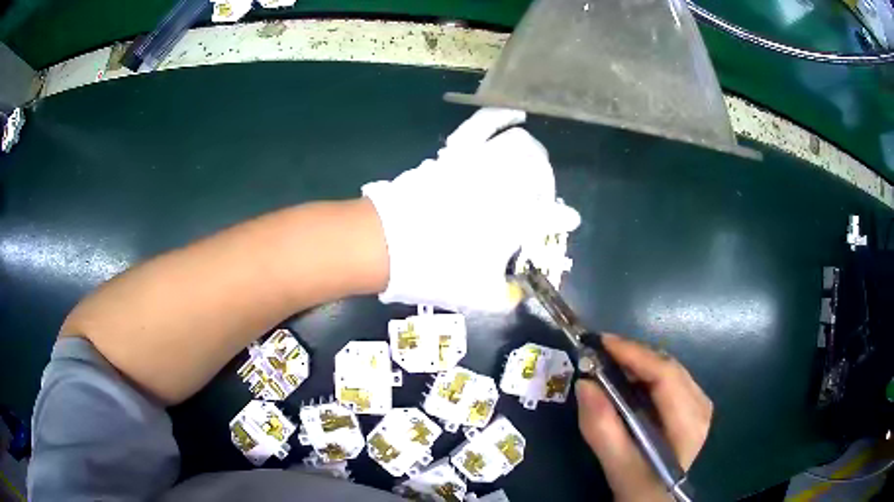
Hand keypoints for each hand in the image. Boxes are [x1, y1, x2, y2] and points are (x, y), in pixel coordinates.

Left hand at [362, 108, 579, 311]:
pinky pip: (483, 125)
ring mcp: (481, 163)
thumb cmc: (437, 270)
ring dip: (532, 152)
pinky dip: (501, 116)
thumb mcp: (478, 296)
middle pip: (541, 173)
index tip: (569, 220)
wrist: (388, 242)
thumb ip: (505, 299)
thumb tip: (516, 295)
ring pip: (521, 144)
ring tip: (532, 158)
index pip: (551, 217)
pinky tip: (513, 115)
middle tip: (537, 197)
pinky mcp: (458, 151)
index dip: (563, 219)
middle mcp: (507, 186)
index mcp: (517, 222)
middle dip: (546, 184)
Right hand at [576, 335, 712, 501]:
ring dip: (638, 363)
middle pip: (668, 367)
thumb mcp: (619, 466)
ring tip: (608, 363)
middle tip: (598, 353)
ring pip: (668, 370)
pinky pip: (668, 380)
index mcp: (689, 422)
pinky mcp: (691, 407)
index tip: (601, 343)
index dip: (635, 354)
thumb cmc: (640, 488)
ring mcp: (699, 405)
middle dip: (633, 356)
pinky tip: (627, 381)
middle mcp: (701, 405)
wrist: (655, 500)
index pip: (666, 375)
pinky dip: (644, 375)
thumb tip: (584, 383)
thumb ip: (602, 429)